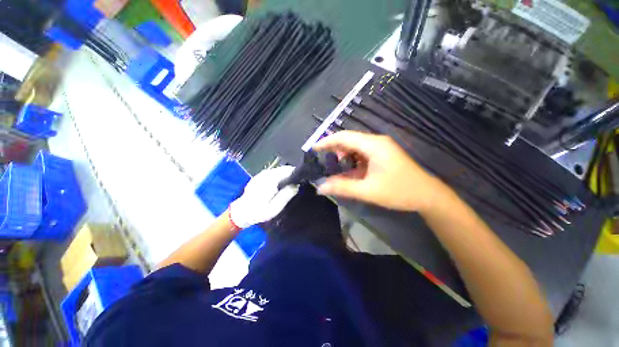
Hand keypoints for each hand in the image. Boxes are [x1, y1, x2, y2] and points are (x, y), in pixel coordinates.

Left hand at [229, 166, 298, 228]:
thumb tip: (296, 185)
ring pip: (279, 170)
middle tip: (299, 183)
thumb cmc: (259, 211)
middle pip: (283, 168)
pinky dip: (280, 176)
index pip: (288, 170)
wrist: (241, 212)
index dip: (297, 173)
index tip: (304, 179)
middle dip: (292, 173)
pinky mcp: (259, 176)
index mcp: (270, 179)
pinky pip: (273, 173)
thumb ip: (286, 195)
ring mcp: (262, 174)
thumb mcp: (275, 207)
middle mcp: (266, 173)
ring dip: (286, 175)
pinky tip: (282, 184)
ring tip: (292, 183)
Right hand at [313, 131, 447, 211]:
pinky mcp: (382, 154)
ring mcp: (381, 147)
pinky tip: (348, 170)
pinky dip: (352, 160)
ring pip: (355, 146)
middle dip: (333, 149)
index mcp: (374, 145)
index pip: (344, 137)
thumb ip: (342, 188)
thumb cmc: (399, 192)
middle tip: (321, 160)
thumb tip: (320, 187)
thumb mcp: (368, 191)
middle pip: (349, 140)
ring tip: (334, 167)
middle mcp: (376, 141)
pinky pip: (362, 153)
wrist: (428, 196)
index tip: (313, 149)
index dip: (327, 141)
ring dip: (343, 155)